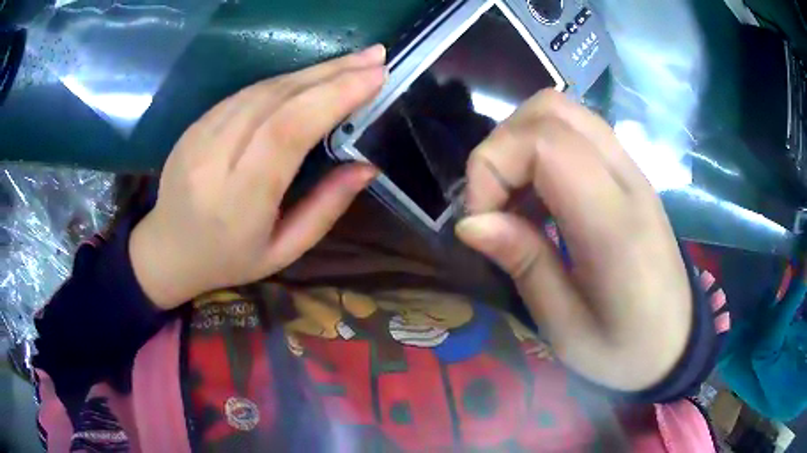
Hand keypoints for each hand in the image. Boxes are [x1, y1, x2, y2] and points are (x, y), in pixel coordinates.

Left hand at [130, 46, 386, 309]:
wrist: (168, 250)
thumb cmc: (229, 259)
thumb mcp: (284, 251)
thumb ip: (325, 209)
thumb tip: (367, 165)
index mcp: (239, 200)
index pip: (287, 131)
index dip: (332, 97)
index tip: (374, 76)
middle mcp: (214, 159)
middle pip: (276, 100)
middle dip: (332, 73)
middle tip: (375, 58)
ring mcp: (199, 136)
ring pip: (262, 89)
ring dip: (312, 71)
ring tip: (352, 63)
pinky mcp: (195, 124)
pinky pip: (245, 93)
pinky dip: (285, 81)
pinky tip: (311, 78)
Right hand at [456, 90, 691, 391]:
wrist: (677, 341)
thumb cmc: (624, 349)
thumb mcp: (565, 328)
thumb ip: (524, 265)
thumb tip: (470, 222)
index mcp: (615, 225)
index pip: (545, 143)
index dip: (494, 165)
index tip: (479, 218)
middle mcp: (627, 180)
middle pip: (551, 110)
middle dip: (503, 146)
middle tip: (493, 203)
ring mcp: (632, 170)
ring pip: (563, 112)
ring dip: (521, 143)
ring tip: (513, 199)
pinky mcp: (630, 173)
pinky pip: (577, 132)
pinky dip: (542, 150)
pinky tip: (539, 198)